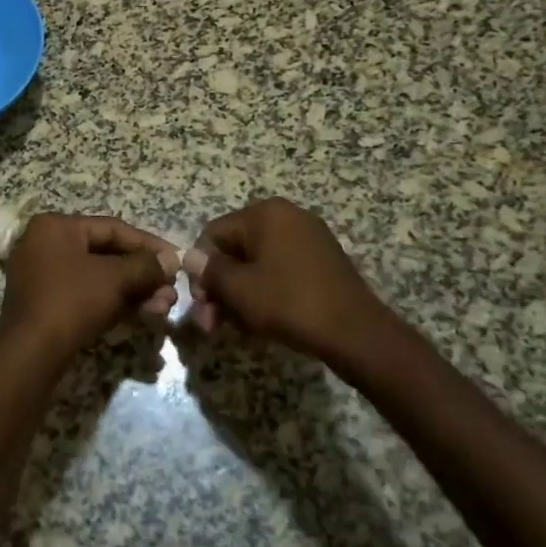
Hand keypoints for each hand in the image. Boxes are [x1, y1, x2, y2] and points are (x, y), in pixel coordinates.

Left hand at [0, 214, 179, 364]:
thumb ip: (146, 265)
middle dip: (142, 275)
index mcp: (56, 226)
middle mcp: (45, 244)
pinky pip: (85, 293)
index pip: (112, 228)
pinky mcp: (44, 303)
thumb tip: (172, 260)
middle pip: (106, 254)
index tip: (177, 260)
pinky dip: (112, 302)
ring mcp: (42, 274)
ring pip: (98, 277)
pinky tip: (141, 315)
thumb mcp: (115, 279)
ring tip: (162, 308)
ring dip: (132, 291)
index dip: (149, 244)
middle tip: (170, 292)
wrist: (30, 353)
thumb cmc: (72, 302)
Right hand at [184, 198, 395, 362]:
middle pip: (236, 249)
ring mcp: (309, 237)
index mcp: (264, 213)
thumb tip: (188, 256)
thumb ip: (209, 270)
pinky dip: (267, 291)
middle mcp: (287, 215)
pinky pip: (281, 269)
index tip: (202, 307)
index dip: (201, 271)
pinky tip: (263, 320)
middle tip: (214, 325)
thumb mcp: (239, 289)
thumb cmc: (290, 303)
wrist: (357, 333)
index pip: (214, 235)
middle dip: (221, 287)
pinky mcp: (323, 260)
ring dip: (241, 293)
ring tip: (239, 328)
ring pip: (258, 263)